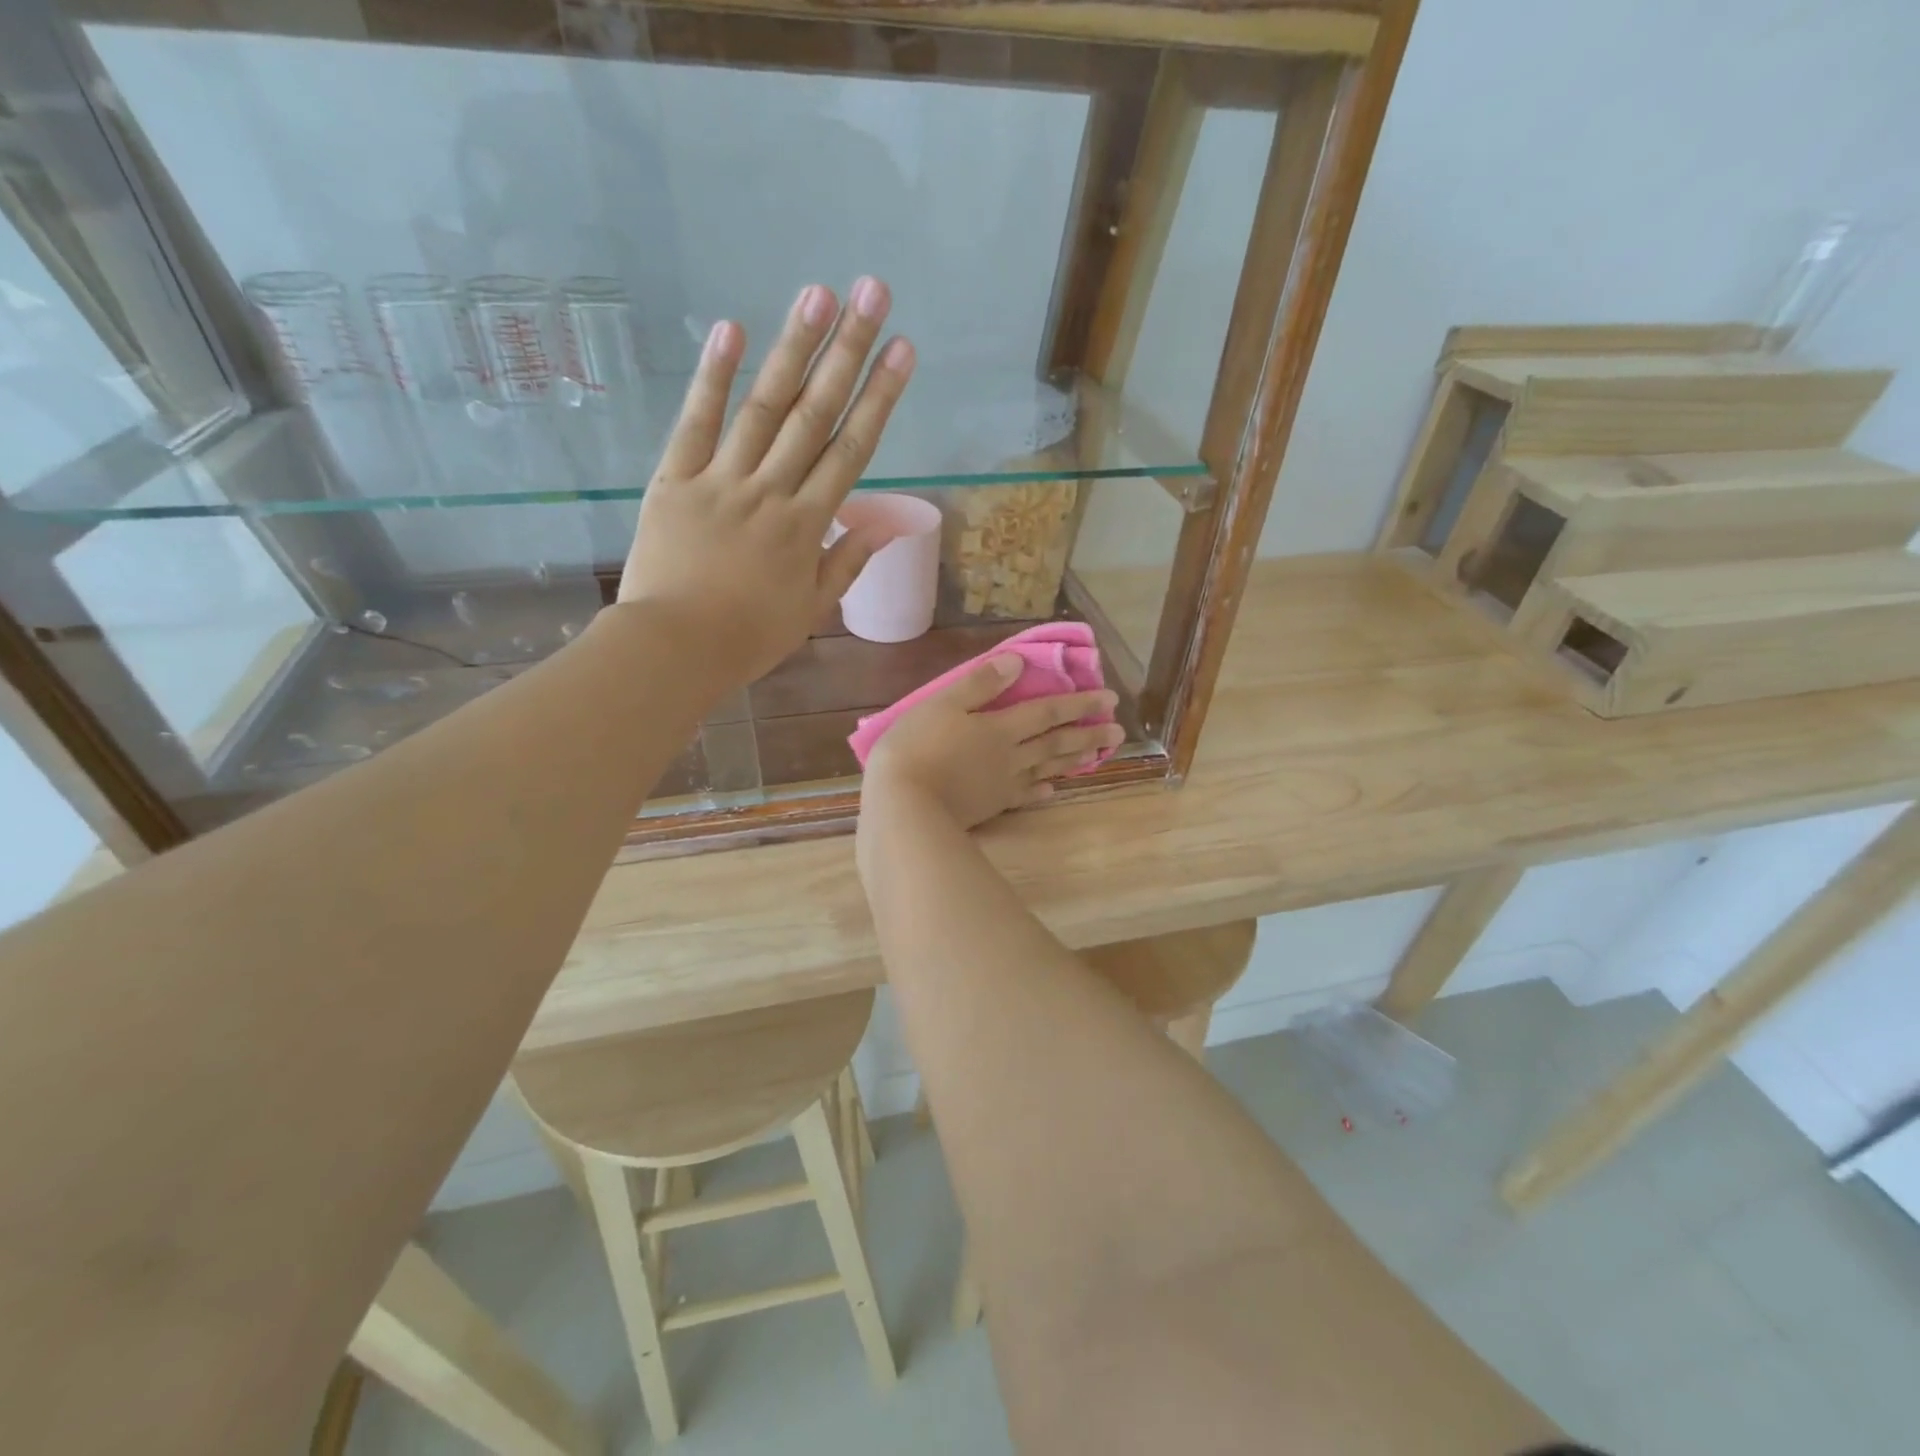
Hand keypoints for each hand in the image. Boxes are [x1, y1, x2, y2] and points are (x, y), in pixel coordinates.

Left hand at [618, 277, 914, 684]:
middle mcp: (771, 491)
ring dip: (792, 348)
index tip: (902, 350)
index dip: (879, 397)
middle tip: (872, 294)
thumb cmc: (748, 636)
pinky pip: (696, 423)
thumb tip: (884, 526)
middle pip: (815, 413)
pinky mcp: (675, 478)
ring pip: (763, 407)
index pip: (851, 450)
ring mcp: (722, 480)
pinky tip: (731, 329)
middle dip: (847, 352)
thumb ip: (846, 562)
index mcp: (807, 525)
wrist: (675, 647)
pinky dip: (712, 377)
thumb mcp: (810, 608)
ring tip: (818, 294)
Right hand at [863, 656, 1122, 830]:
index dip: (1078, 704)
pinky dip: (1042, 790)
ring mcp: (1003, 784)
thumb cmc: (917, 747)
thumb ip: (980, 683)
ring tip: (1100, 756)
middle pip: (1056, 743)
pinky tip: (1052, 790)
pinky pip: (1025, 796)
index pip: (1047, 712)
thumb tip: (1018, 663)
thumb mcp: (942, 703)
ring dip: (1075, 761)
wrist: (904, 805)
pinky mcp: (991, 806)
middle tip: (1118, 731)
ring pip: (1047, 769)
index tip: (1110, 699)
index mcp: (1000, 728)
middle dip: (1088, 734)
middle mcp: (1011, 756)